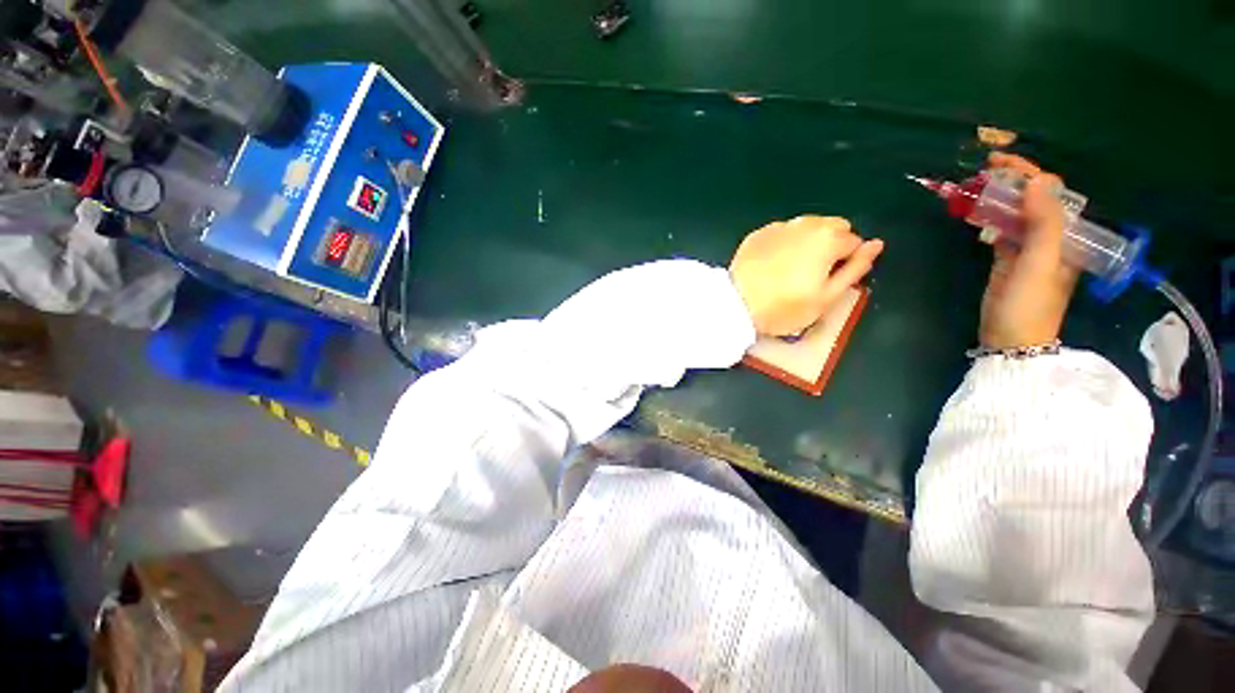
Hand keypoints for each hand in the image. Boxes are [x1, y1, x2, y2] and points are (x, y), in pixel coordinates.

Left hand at [729, 216, 883, 335]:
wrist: (735, 305)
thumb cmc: (784, 308)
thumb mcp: (827, 298)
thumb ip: (856, 268)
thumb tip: (876, 245)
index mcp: (828, 238)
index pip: (854, 242)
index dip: (846, 263)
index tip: (829, 281)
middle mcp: (805, 223)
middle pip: (832, 228)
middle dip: (831, 246)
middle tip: (812, 275)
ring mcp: (778, 227)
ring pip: (806, 227)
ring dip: (807, 242)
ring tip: (790, 270)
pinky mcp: (757, 234)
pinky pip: (781, 233)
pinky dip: (784, 244)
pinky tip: (771, 265)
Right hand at [979, 153, 1079, 348]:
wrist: (1011, 339)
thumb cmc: (1029, 304)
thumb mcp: (1041, 263)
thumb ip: (1044, 223)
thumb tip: (1037, 181)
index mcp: (1065, 234)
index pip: (1051, 193)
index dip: (1029, 173)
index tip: (1000, 162)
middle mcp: (1049, 237)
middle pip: (1032, 200)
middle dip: (1012, 182)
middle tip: (983, 169)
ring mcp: (1026, 250)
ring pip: (1015, 214)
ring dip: (998, 199)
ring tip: (975, 187)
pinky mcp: (1006, 261)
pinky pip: (1001, 232)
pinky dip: (990, 220)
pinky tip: (976, 214)